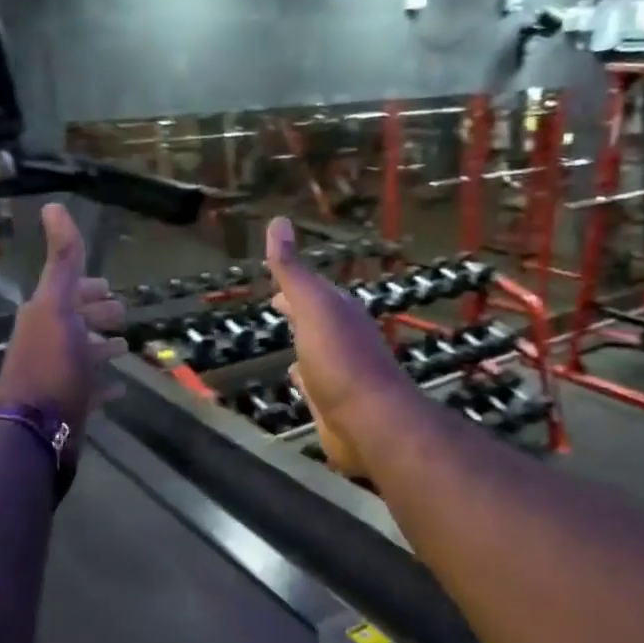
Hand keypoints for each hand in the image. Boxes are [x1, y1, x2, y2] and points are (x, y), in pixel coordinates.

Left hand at [0, 203, 126, 446]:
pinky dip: (105, 387)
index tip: (109, 287)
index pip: (69, 293)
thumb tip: (53, 205)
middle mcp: (50, 344)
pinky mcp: (70, 406)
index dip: (88, 288)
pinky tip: (121, 389)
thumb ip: (61, 260)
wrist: (35, 425)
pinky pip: (91, 392)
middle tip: (122, 315)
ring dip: (102, 350)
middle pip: (77, 323)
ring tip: (124, 348)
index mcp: (45, 316)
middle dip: (97, 316)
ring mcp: (59, 377)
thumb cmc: (50, 361)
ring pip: (84, 357)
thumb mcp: (57, 304)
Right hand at [264, 216, 420, 476]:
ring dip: (302, 342)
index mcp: (340, 312)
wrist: (369, 421)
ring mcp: (338, 372)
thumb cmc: (340, 359)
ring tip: (284, 338)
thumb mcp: (314, 307)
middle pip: (316, 318)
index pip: (313, 290)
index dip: (293, 283)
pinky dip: (302, 376)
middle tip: (277, 304)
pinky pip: (312, 383)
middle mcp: (342, 338)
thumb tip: (277, 221)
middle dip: (298, 310)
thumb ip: (294, 271)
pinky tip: (294, 378)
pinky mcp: (332, 403)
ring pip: (314, 350)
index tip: (274, 280)